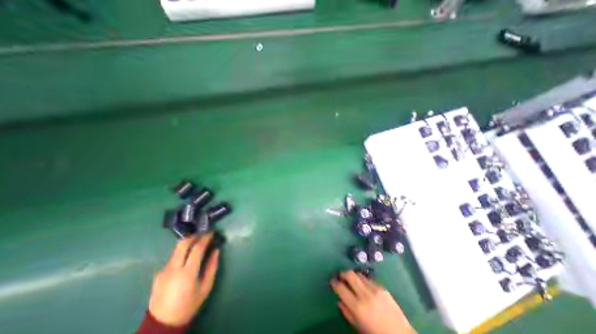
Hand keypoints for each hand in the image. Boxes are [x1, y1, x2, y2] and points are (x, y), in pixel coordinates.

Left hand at [149, 232, 220, 325]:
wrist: (162, 325)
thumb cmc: (189, 305)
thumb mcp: (206, 287)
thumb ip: (212, 266)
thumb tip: (216, 250)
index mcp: (187, 273)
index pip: (197, 248)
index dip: (205, 238)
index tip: (212, 233)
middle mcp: (173, 269)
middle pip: (182, 244)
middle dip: (194, 236)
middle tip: (203, 235)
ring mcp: (163, 271)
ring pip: (176, 250)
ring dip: (188, 244)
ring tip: (197, 244)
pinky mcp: (158, 274)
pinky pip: (172, 259)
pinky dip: (181, 254)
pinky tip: (186, 260)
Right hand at [331, 271, 414, 333]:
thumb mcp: (358, 327)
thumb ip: (347, 313)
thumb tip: (339, 300)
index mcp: (357, 307)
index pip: (341, 288)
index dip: (334, 282)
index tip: (332, 281)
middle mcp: (365, 294)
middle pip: (349, 275)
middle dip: (343, 273)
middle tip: (340, 276)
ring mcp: (374, 289)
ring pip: (358, 274)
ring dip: (353, 276)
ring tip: (352, 280)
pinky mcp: (382, 287)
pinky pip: (368, 279)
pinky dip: (363, 280)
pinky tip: (364, 286)